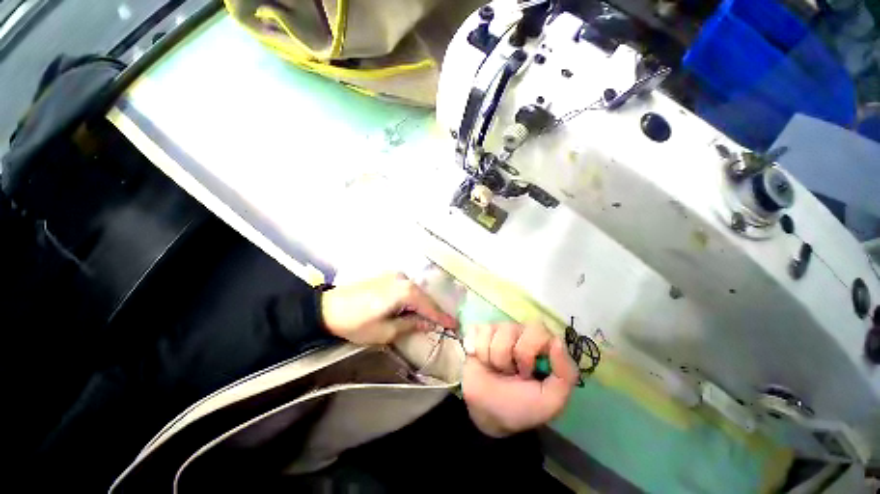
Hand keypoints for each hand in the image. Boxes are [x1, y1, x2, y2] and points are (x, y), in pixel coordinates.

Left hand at [321, 272, 458, 345]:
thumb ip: (410, 324)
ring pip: (416, 291)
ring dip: (423, 304)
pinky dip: (413, 298)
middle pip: (424, 296)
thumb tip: (428, 323)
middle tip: (445, 323)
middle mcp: (403, 279)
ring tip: (431, 318)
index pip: (429, 306)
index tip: (455, 324)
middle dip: (434, 310)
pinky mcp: (387, 276)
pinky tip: (414, 307)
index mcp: (404, 291)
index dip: (442, 317)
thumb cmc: (356, 324)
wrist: (327, 308)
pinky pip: (406, 288)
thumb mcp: (386, 331)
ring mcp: (394, 275)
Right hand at [462, 323, 577, 436]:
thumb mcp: (551, 400)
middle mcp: (519, 333)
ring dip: (491, 356)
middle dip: (506, 355)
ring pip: (491, 330)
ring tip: (495, 369)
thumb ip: (565, 374)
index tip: (526, 373)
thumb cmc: (521, 406)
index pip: (537, 329)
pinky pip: (475, 330)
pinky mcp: (478, 333)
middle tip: (509, 372)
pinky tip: (480, 360)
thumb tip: (556, 341)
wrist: (487, 414)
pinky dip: (475, 348)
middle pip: (510, 328)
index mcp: (540, 345)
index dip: (528, 351)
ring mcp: (497, 331)